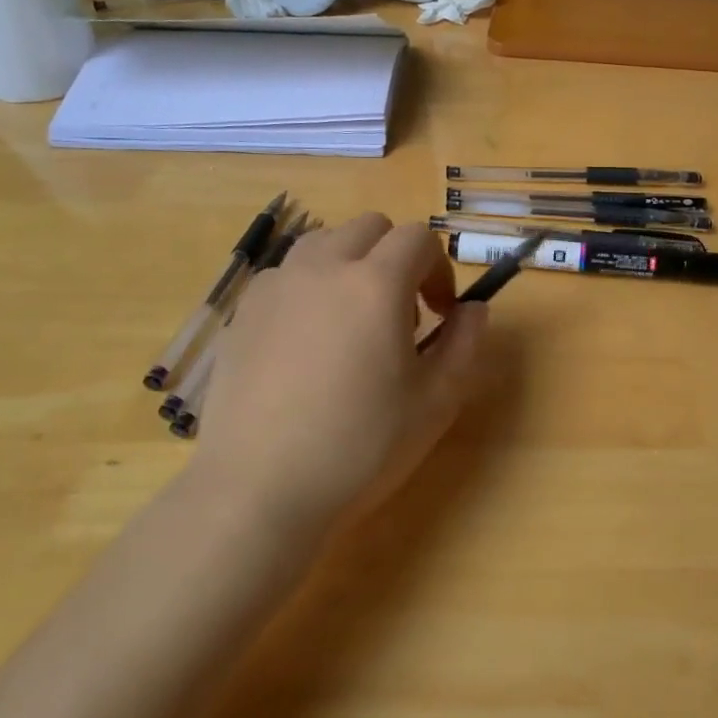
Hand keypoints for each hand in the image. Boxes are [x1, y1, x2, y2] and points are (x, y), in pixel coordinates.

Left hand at [189, 214, 487, 536]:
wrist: (260, 489)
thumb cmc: (361, 446)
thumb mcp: (436, 400)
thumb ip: (465, 343)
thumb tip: (474, 308)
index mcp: (376, 283)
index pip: (418, 238)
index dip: (440, 269)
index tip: (441, 313)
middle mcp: (322, 268)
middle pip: (370, 228)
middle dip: (396, 257)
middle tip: (400, 315)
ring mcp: (276, 286)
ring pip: (323, 243)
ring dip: (351, 265)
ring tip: (352, 323)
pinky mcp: (243, 312)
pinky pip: (288, 275)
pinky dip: (311, 288)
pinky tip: (308, 345)